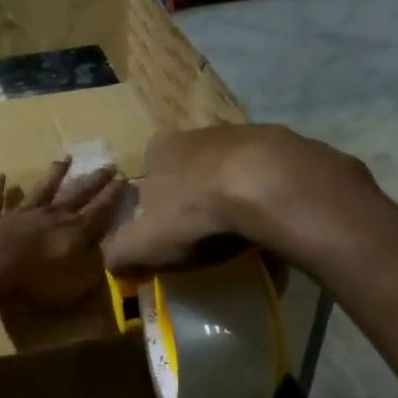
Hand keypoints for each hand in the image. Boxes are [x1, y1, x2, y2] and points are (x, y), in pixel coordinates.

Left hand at [0, 157, 126, 310]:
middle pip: (76, 194)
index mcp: (73, 232)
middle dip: (94, 180)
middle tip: (108, 165)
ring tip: (64, 159)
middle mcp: (50, 216)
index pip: (99, 211)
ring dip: (53, 174)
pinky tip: (0, 175)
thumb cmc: (35, 280)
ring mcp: (20, 213)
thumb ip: (91, 267)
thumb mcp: (75, 283)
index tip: (124, 179)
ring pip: (41, 189)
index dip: (113, 196)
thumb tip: (102, 253)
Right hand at [102, 124, 377, 277]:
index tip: (168, 229)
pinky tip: (276, 227)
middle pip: (193, 168)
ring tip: (245, 234)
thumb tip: (110, 264)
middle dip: (198, 197)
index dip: (156, 199)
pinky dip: (271, 199)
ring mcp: (246, 135)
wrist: (268, 186)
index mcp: (162, 149)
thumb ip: (120, 253)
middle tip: (205, 233)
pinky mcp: (287, 146)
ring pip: (235, 171)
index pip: (150, 168)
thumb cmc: (195, 211)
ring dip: (237, 196)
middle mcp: (201, 133)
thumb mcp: (144, 243)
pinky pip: (273, 179)